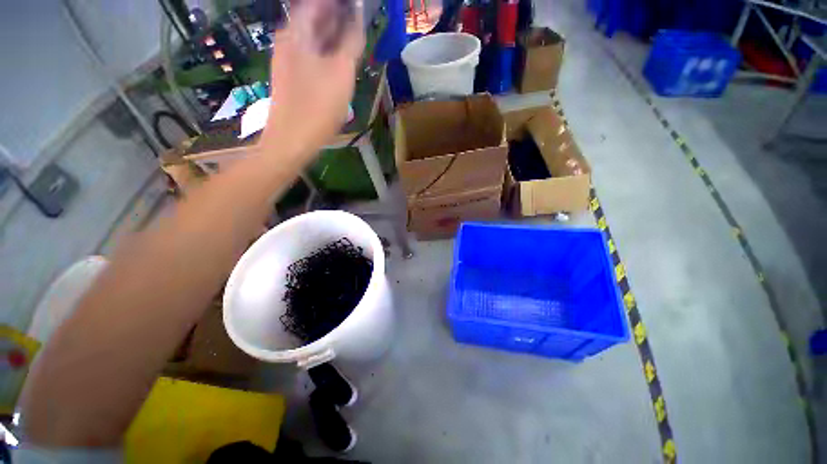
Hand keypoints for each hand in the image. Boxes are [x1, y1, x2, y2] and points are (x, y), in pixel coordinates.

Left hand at [262, 0, 363, 160]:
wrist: (292, 140)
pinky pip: (310, 53)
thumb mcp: (341, 73)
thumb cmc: (317, 107)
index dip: (338, 3)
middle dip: (336, 14)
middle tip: (357, 18)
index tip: (356, 6)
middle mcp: (289, 39)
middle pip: (313, 16)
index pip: (318, 2)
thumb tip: (358, 19)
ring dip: (332, 32)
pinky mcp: (291, 76)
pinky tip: (337, 59)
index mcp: (297, 32)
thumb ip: (351, 43)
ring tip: (352, 35)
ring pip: (313, 36)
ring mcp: (288, 58)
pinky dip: (325, 50)